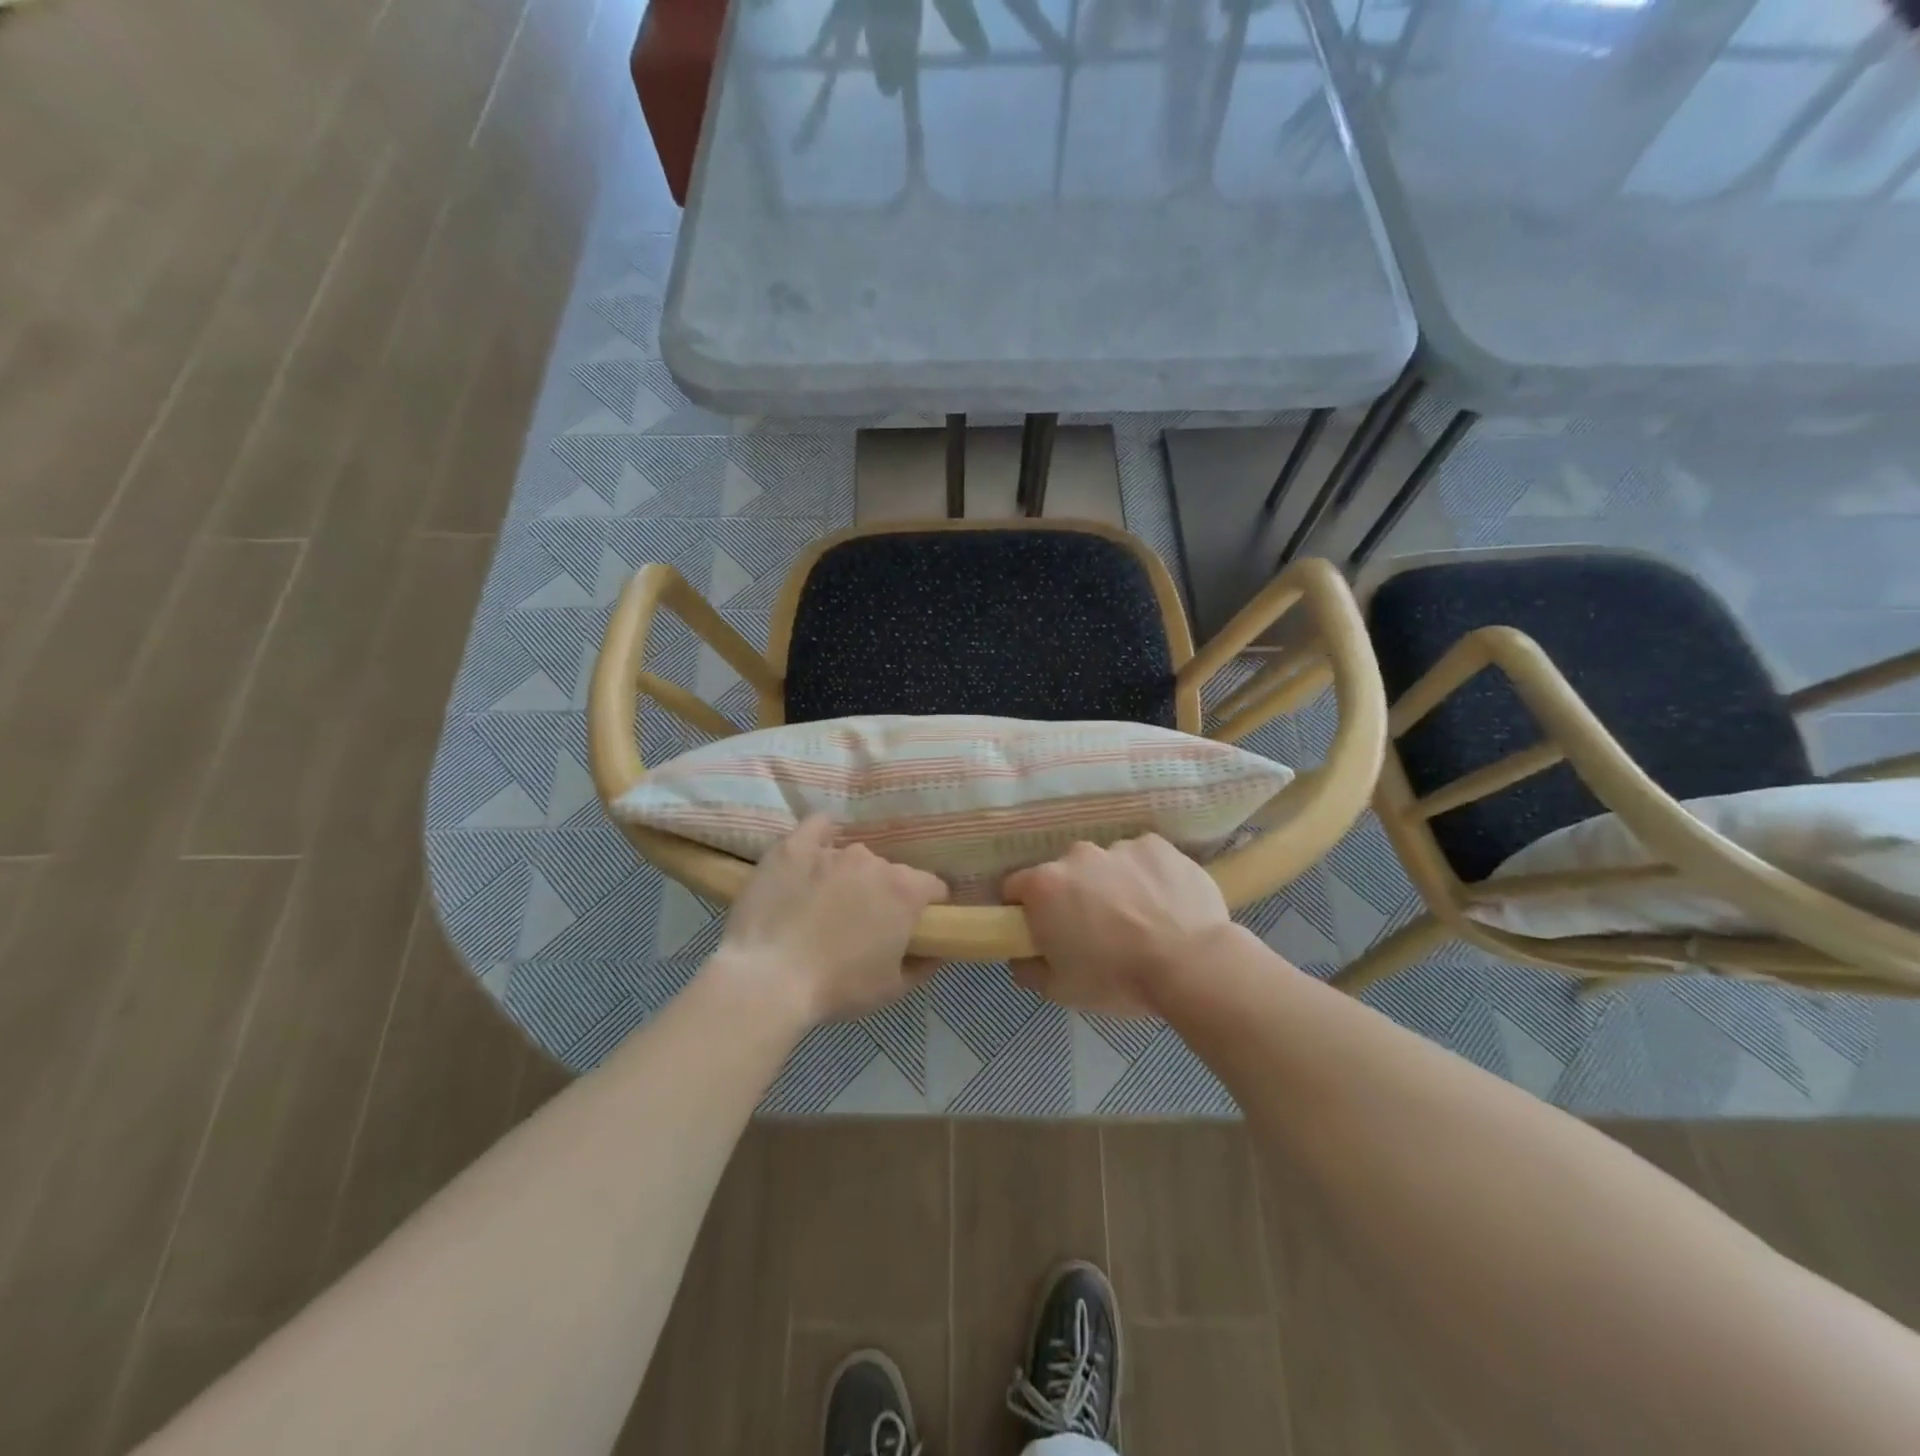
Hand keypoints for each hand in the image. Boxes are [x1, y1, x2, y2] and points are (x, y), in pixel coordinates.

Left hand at [712, 815, 948, 1025]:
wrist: (768, 980)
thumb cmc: (837, 987)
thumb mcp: (893, 989)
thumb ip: (924, 965)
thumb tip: (938, 950)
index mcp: (904, 891)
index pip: (933, 887)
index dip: (927, 908)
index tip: (913, 928)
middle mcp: (873, 861)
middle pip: (890, 873)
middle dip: (883, 894)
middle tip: (863, 925)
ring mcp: (831, 850)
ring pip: (853, 858)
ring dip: (850, 877)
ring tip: (825, 905)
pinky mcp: (793, 848)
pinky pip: (817, 827)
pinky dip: (822, 835)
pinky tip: (815, 853)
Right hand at [1002, 835, 1230, 1015]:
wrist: (1192, 965)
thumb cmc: (1117, 979)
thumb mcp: (1061, 990)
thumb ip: (1029, 969)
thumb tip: (1021, 956)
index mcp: (1044, 886)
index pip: (1015, 887)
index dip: (1024, 909)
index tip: (1042, 930)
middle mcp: (1076, 856)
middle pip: (1064, 873)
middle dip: (1073, 896)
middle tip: (1095, 930)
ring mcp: (1119, 846)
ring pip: (1105, 864)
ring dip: (1112, 885)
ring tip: (1139, 919)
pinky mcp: (1156, 845)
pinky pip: (1142, 857)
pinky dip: (1146, 875)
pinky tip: (1164, 903)